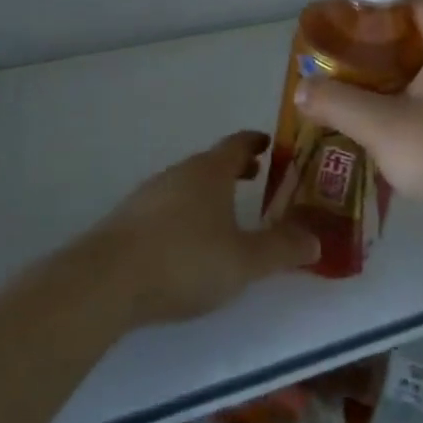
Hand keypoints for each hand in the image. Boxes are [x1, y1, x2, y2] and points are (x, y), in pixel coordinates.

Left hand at [89, 131, 318, 325]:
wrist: (106, 280)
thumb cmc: (185, 260)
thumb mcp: (244, 261)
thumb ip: (282, 250)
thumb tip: (315, 240)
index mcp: (209, 172)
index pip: (237, 144)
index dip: (255, 142)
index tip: (269, 143)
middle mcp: (178, 174)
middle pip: (210, 163)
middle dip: (234, 169)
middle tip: (255, 177)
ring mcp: (148, 194)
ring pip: (186, 184)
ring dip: (209, 191)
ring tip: (224, 212)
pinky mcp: (127, 219)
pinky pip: (166, 205)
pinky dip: (185, 211)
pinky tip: (186, 240)